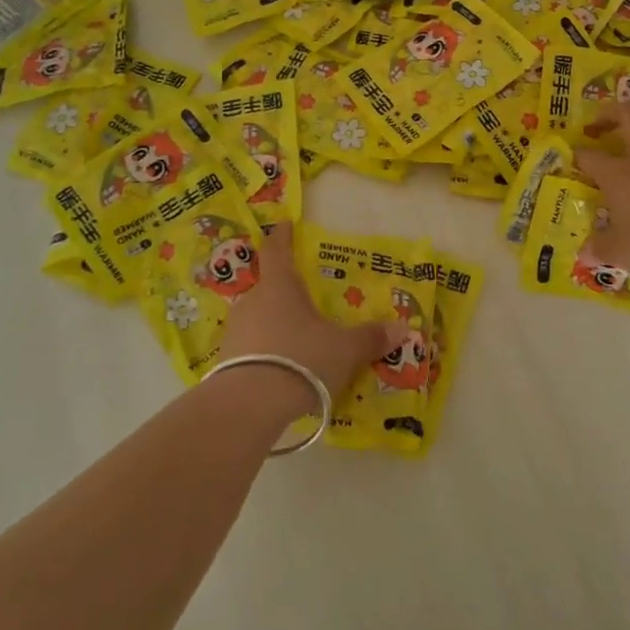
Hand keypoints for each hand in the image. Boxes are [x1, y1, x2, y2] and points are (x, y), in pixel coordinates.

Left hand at [221, 224, 401, 401]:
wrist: (249, 405)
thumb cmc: (301, 359)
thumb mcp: (345, 349)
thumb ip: (371, 338)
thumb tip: (402, 327)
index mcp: (280, 286)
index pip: (277, 250)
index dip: (282, 235)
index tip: (284, 224)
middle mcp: (253, 301)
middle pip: (269, 287)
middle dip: (286, 291)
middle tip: (305, 299)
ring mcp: (236, 332)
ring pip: (259, 318)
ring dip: (276, 323)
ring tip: (297, 339)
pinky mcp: (227, 362)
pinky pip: (252, 347)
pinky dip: (267, 351)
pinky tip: (282, 368)